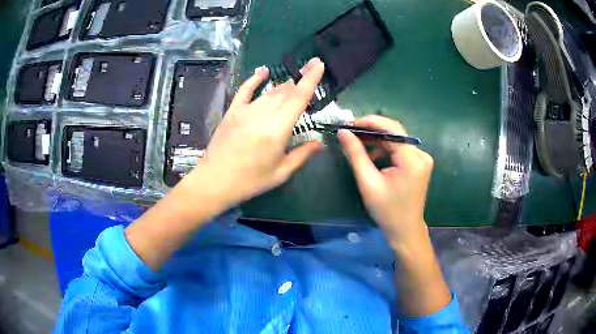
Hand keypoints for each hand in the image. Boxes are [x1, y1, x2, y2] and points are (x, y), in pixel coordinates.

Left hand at [189, 58, 324, 206]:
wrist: (215, 180)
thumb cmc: (250, 180)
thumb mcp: (280, 173)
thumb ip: (302, 155)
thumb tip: (320, 143)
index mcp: (278, 129)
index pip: (299, 97)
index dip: (310, 79)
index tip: (319, 64)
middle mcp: (263, 114)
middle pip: (286, 91)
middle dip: (300, 79)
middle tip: (310, 74)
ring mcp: (246, 110)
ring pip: (269, 92)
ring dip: (283, 86)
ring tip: (292, 83)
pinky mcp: (233, 111)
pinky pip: (245, 90)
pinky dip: (255, 79)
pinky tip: (263, 71)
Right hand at [338, 115, 433, 248]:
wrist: (405, 230)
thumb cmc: (386, 210)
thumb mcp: (368, 182)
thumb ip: (356, 154)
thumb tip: (343, 132)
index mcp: (412, 159)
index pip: (391, 129)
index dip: (369, 122)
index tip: (349, 123)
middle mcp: (421, 154)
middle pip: (394, 133)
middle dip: (372, 131)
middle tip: (350, 132)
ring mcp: (422, 159)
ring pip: (396, 140)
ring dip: (377, 140)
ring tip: (357, 144)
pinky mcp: (419, 163)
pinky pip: (400, 149)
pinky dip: (385, 149)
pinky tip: (372, 156)